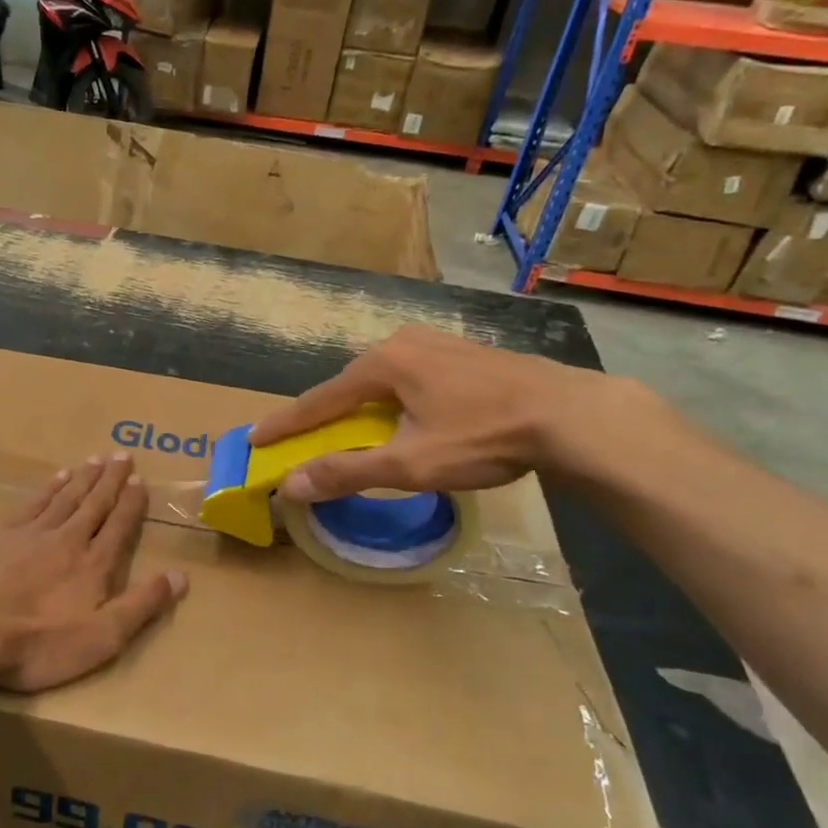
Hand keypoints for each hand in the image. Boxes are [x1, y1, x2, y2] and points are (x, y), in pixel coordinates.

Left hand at [0, 454, 187, 692]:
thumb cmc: (38, 642)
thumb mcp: (101, 637)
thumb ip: (142, 605)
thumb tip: (181, 576)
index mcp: (93, 564)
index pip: (119, 525)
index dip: (132, 503)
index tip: (140, 480)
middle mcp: (67, 539)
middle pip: (94, 503)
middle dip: (110, 480)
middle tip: (122, 455)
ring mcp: (31, 533)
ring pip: (64, 497)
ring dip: (82, 478)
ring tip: (94, 460)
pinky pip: (33, 503)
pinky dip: (48, 488)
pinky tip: (55, 479)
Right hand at [248, 324, 623, 500]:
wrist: (573, 415)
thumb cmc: (484, 437)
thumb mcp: (410, 462)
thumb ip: (347, 472)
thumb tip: (291, 485)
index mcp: (383, 364)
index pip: (319, 400)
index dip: (286, 424)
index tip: (255, 438)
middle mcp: (404, 343)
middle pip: (350, 386)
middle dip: (326, 415)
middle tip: (304, 439)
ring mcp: (438, 343)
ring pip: (383, 380)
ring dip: (362, 408)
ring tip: (352, 431)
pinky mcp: (465, 353)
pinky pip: (412, 378)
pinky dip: (394, 401)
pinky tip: (405, 416)